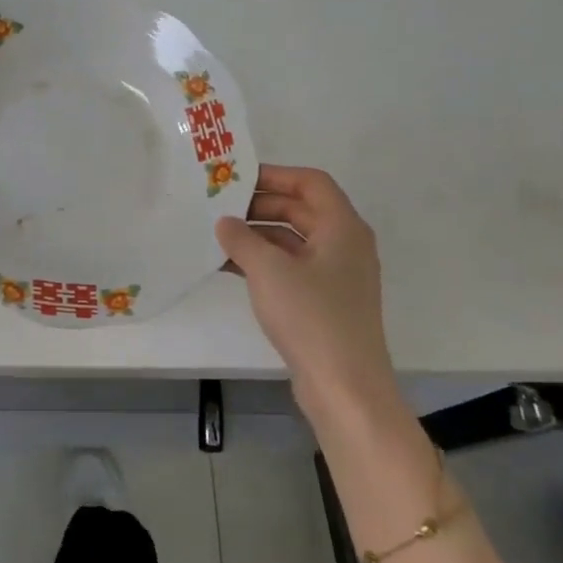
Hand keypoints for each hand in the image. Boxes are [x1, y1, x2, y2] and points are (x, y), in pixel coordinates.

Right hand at [216, 165, 396, 423]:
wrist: (344, 387)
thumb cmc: (311, 316)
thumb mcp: (268, 270)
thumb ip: (241, 239)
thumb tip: (225, 222)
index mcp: (342, 228)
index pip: (311, 183)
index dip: (275, 175)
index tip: (237, 178)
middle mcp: (344, 245)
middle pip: (300, 210)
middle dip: (260, 206)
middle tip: (220, 207)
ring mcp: (336, 276)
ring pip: (293, 240)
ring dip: (257, 236)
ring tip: (217, 236)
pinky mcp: (324, 302)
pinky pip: (291, 268)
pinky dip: (263, 263)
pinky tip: (229, 267)